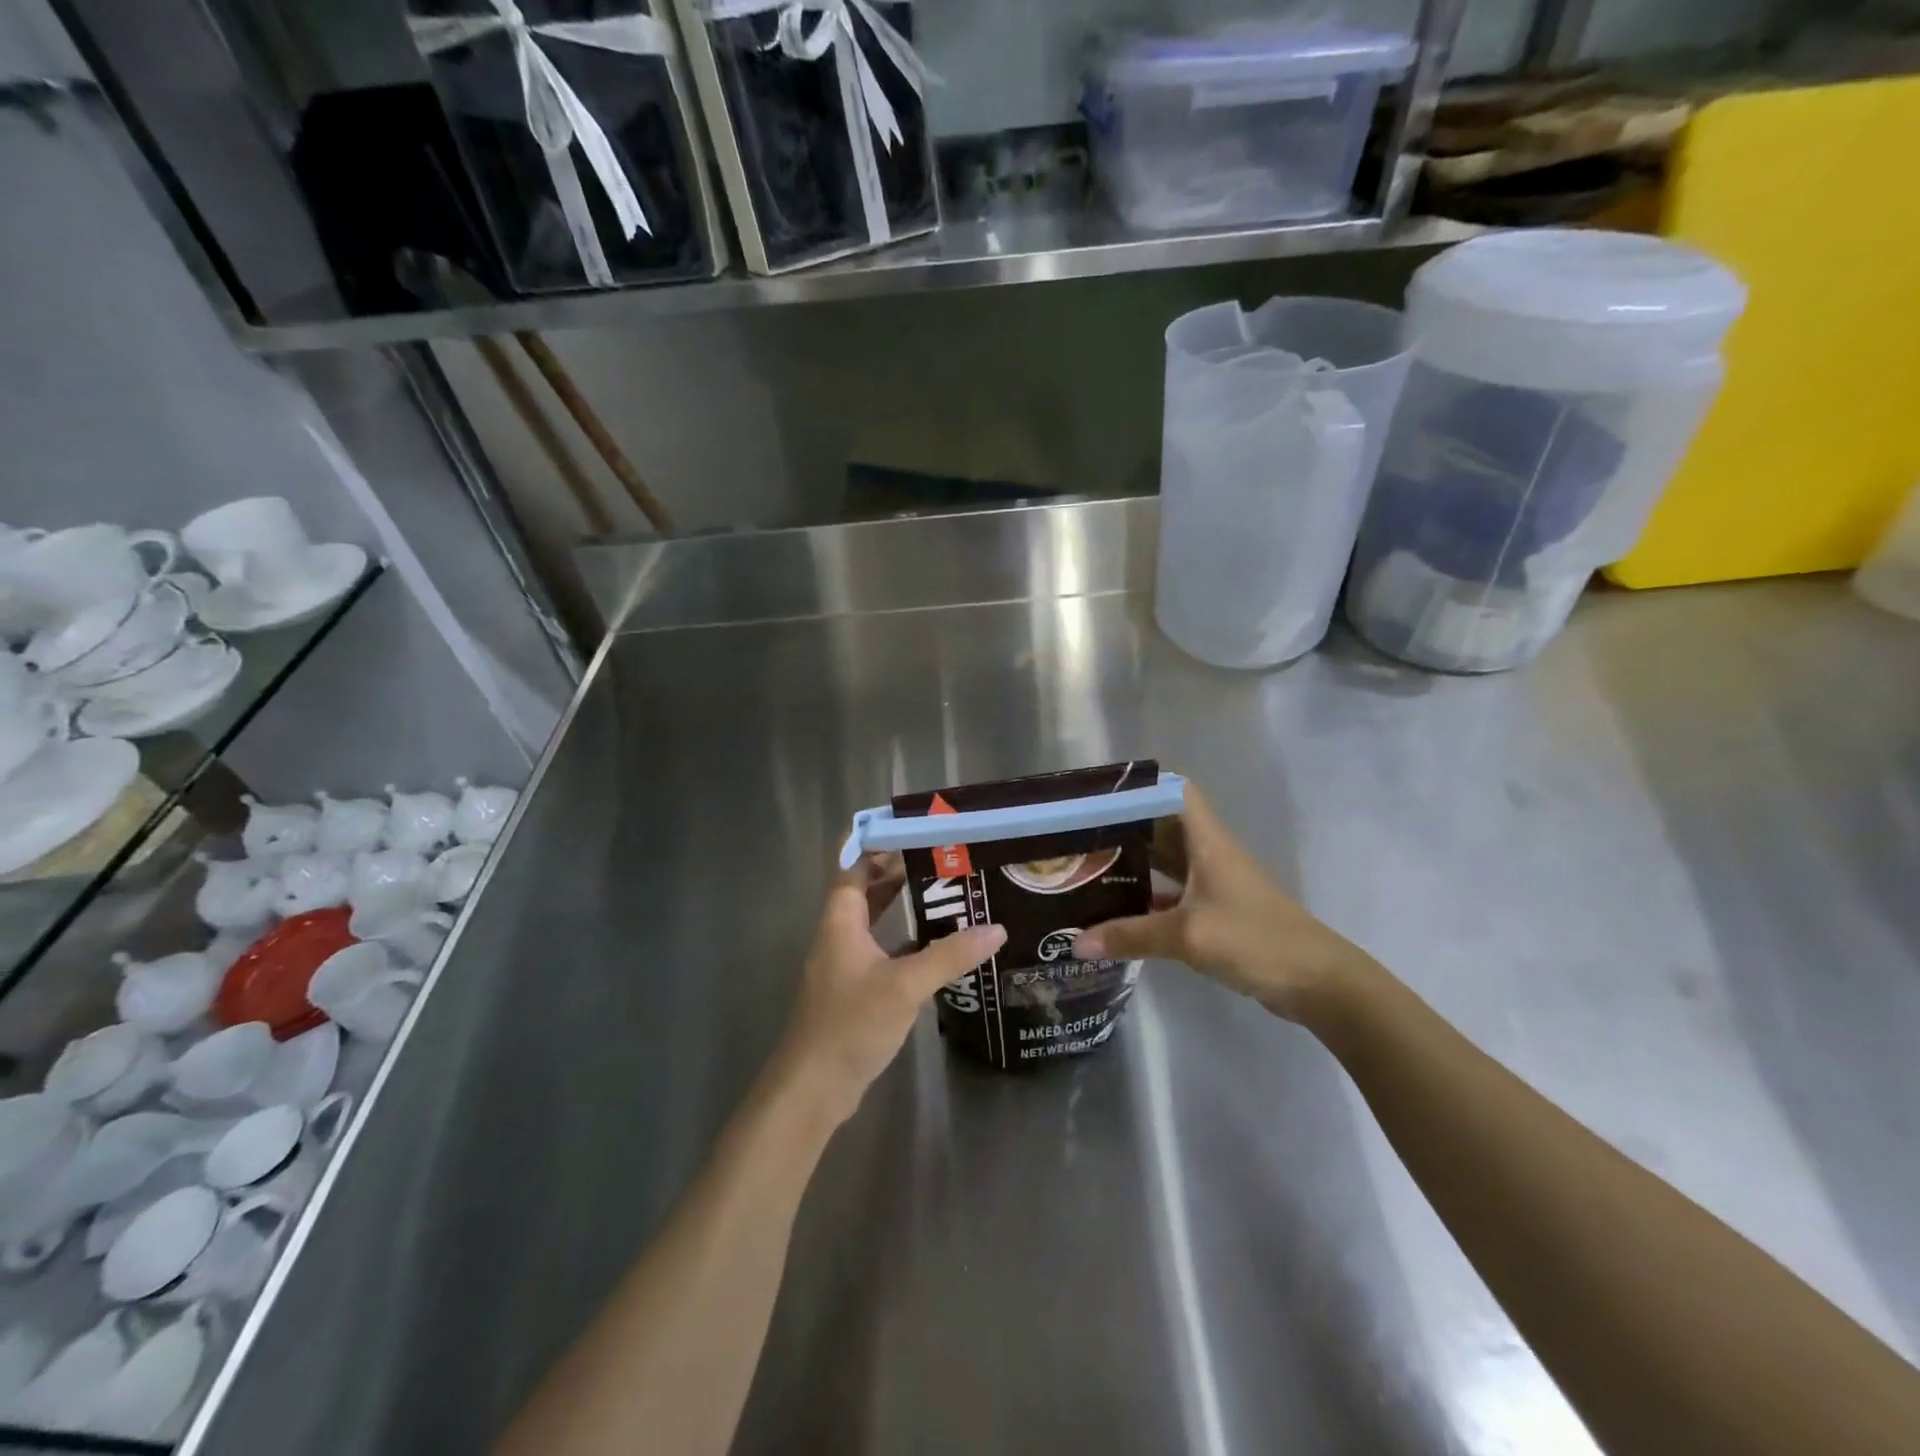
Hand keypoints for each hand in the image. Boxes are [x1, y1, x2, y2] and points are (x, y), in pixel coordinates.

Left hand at [773, 854, 1004, 1125]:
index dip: (878, 842)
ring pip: (874, 921)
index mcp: (841, 920)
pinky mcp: (853, 990)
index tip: (914, 828)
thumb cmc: (851, 1024)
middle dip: (898, 870)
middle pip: (866, 889)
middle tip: (941, 858)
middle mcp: (839, 935)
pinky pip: (880, 950)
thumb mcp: (905, 986)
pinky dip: (903, 941)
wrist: (813, 1088)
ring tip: (944, 893)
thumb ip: (949, 956)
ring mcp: (844, 964)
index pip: (854, 865)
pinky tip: (935, 946)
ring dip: (901, 905)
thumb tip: (996, 929)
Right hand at [1071, 784, 1374, 1022]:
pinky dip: (1149, 898)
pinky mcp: (1217, 912)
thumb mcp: (1187, 936)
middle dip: (1125, 828)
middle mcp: (1209, 854)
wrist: (1318, 983)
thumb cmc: (1255, 940)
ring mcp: (1214, 884)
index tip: (1099, 795)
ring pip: (1167, 862)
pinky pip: (1174, 894)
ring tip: (1089, 868)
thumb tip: (1075, 943)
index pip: (1175, 792)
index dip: (1141, 787)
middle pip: (1163, 826)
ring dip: (1135, 864)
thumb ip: (1131, 936)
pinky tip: (1120, 912)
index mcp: (1207, 841)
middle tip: (1078, 835)